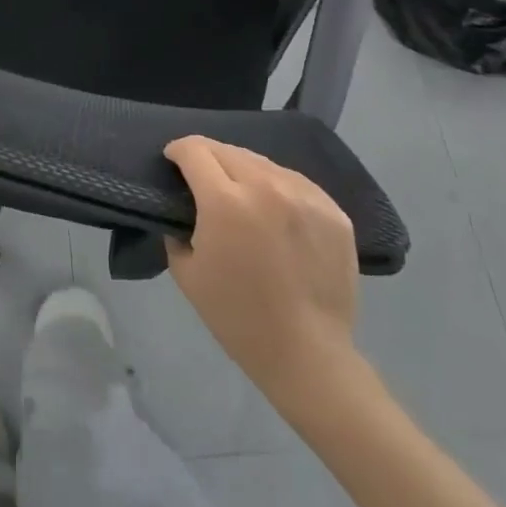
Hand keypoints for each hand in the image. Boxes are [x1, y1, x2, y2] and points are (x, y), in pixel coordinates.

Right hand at [164, 136, 362, 398]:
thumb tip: (183, 205)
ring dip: (243, 170)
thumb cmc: (238, 318)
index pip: (194, 150)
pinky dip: (276, 187)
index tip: (173, 162)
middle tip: (203, 180)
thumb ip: (178, 227)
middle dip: (207, 158)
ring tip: (240, 194)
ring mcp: (304, 195)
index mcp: (225, 201)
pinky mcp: (332, 210)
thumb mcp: (186, 273)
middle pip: (227, 150)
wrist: (308, 356)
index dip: (178, 151)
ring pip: (262, 162)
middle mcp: (266, 186)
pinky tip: (274, 210)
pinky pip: (294, 182)